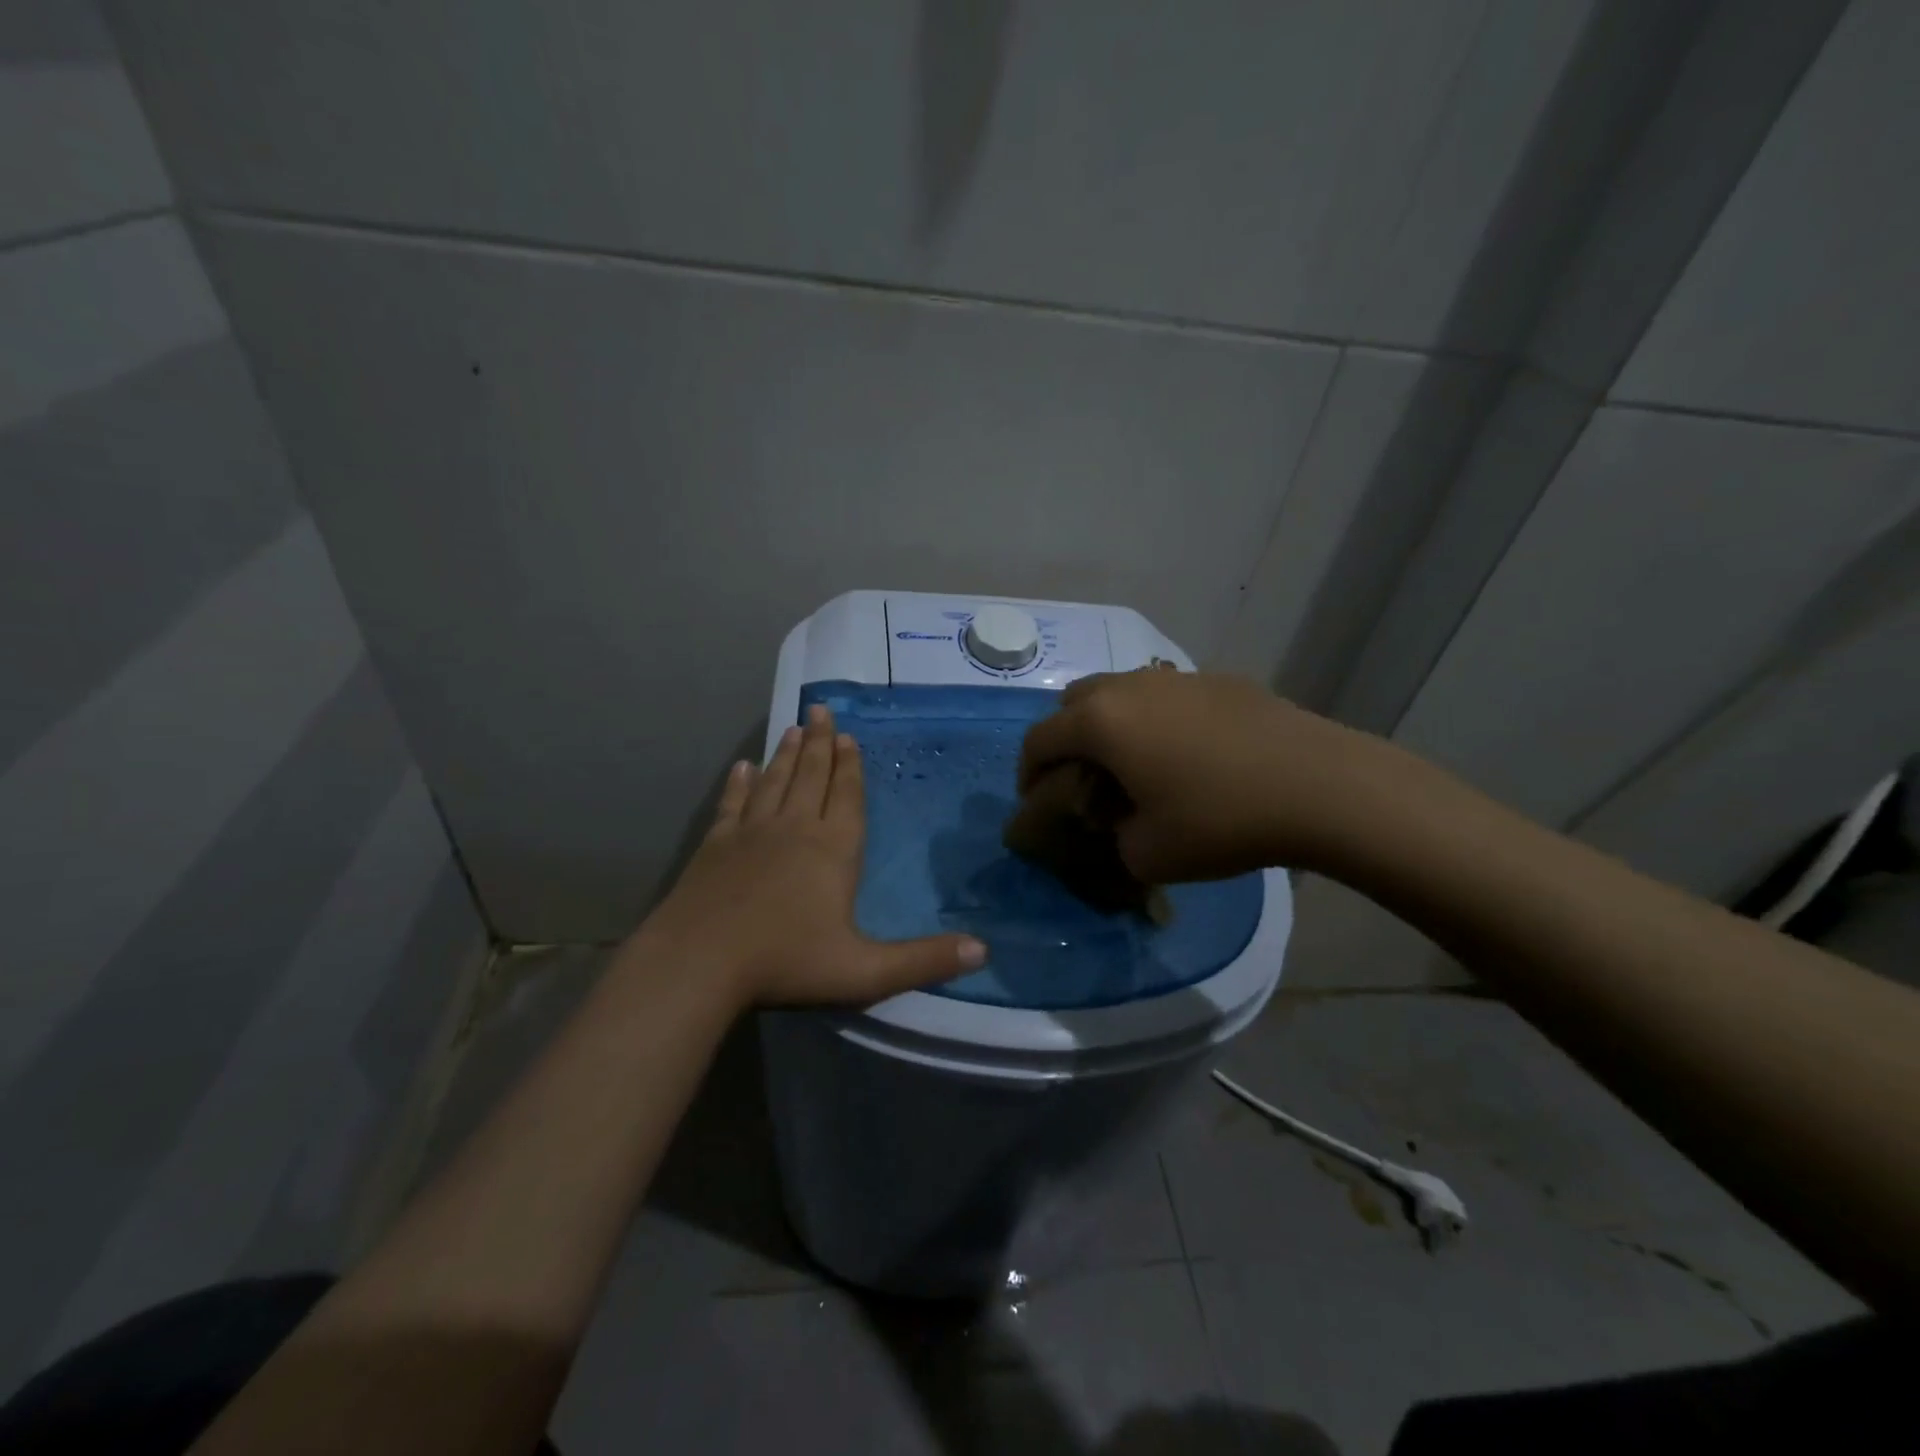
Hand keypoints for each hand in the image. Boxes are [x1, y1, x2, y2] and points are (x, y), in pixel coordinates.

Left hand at [634, 704, 986, 1006]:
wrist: (699, 964)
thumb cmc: (786, 964)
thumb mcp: (865, 972)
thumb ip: (923, 961)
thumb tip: (983, 951)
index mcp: (832, 850)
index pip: (846, 797)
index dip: (850, 767)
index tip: (849, 737)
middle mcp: (793, 829)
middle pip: (811, 777)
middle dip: (821, 743)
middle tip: (822, 710)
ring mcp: (750, 834)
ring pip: (774, 782)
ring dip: (787, 755)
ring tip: (795, 729)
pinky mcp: (714, 846)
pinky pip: (732, 804)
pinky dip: (739, 784)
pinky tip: (742, 768)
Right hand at [1017, 670, 1373, 881]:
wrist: (1319, 786)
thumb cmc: (1220, 820)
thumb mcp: (1147, 854)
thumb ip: (1112, 839)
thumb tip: (1119, 824)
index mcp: (1100, 722)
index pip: (1038, 740)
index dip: (1027, 774)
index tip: (1038, 802)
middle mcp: (1129, 687)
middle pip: (1073, 702)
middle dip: (1064, 739)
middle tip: (1080, 778)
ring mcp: (1176, 678)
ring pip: (1120, 691)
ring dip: (1110, 724)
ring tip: (1133, 764)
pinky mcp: (1218, 680)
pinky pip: (1165, 695)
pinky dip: (1154, 719)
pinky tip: (1187, 754)